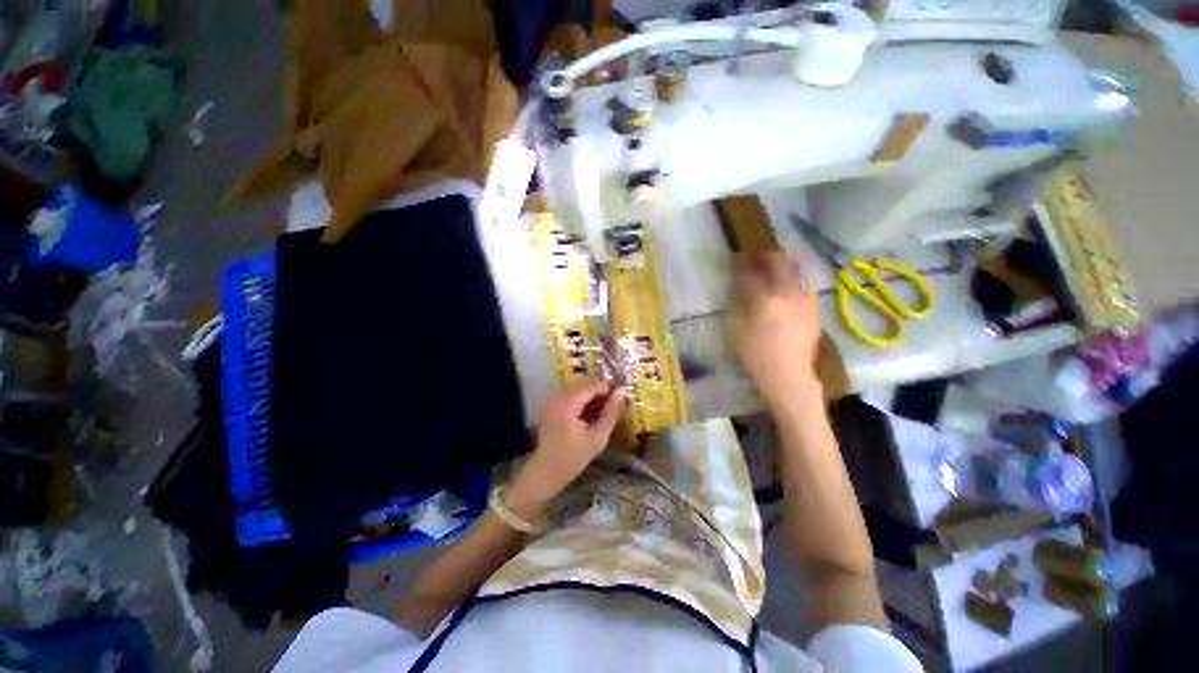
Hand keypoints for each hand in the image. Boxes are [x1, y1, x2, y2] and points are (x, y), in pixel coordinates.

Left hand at [507, 380, 626, 517]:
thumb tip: (622, 391)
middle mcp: (557, 397)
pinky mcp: (550, 405)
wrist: (545, 472)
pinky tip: (591, 414)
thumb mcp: (597, 438)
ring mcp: (552, 400)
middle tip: (615, 404)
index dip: (609, 388)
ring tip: (605, 410)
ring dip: (592, 396)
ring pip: (578, 389)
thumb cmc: (573, 459)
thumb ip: (610, 412)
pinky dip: (582, 400)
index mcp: (567, 404)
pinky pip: (570, 395)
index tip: (622, 397)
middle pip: (584, 385)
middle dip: (601, 392)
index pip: (592, 385)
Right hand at [728, 252, 822, 406]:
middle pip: (780, 262)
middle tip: (756, 257)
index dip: (742, 262)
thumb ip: (736, 300)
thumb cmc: (755, 354)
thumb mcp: (735, 328)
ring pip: (796, 269)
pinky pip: (803, 283)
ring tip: (772, 268)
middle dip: (766, 255)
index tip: (736, 258)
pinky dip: (792, 278)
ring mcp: (805, 298)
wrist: (788, 374)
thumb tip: (738, 283)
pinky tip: (785, 287)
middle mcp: (788, 292)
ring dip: (782, 263)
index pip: (751, 271)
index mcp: (764, 298)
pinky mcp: (814, 307)